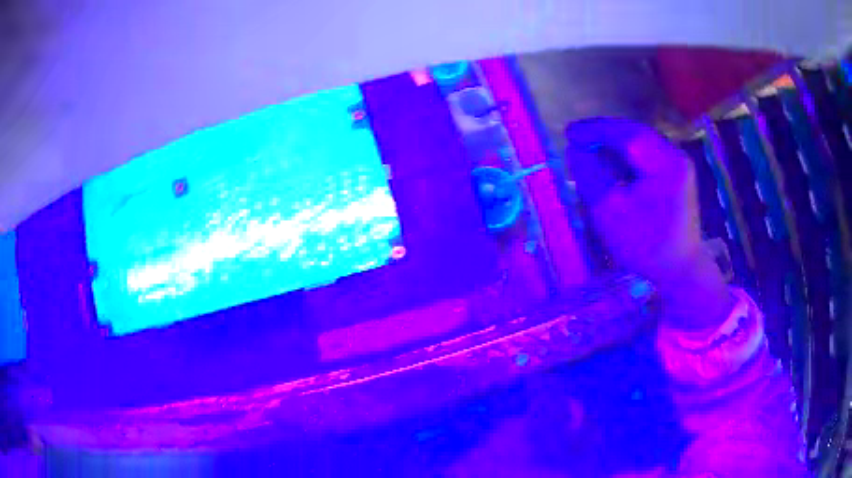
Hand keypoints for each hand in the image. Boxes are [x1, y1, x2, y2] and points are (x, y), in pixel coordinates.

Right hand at [566, 117, 734, 330]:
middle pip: (634, 134)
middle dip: (604, 135)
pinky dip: (625, 157)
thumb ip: (591, 176)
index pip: (626, 133)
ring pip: (639, 143)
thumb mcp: (611, 212)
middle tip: (576, 139)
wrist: (680, 271)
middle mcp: (675, 156)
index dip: (595, 130)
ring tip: (590, 152)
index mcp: (665, 163)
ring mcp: (678, 165)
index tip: (569, 132)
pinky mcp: (676, 176)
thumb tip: (576, 149)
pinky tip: (612, 166)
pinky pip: (646, 156)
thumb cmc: (646, 246)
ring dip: (614, 145)